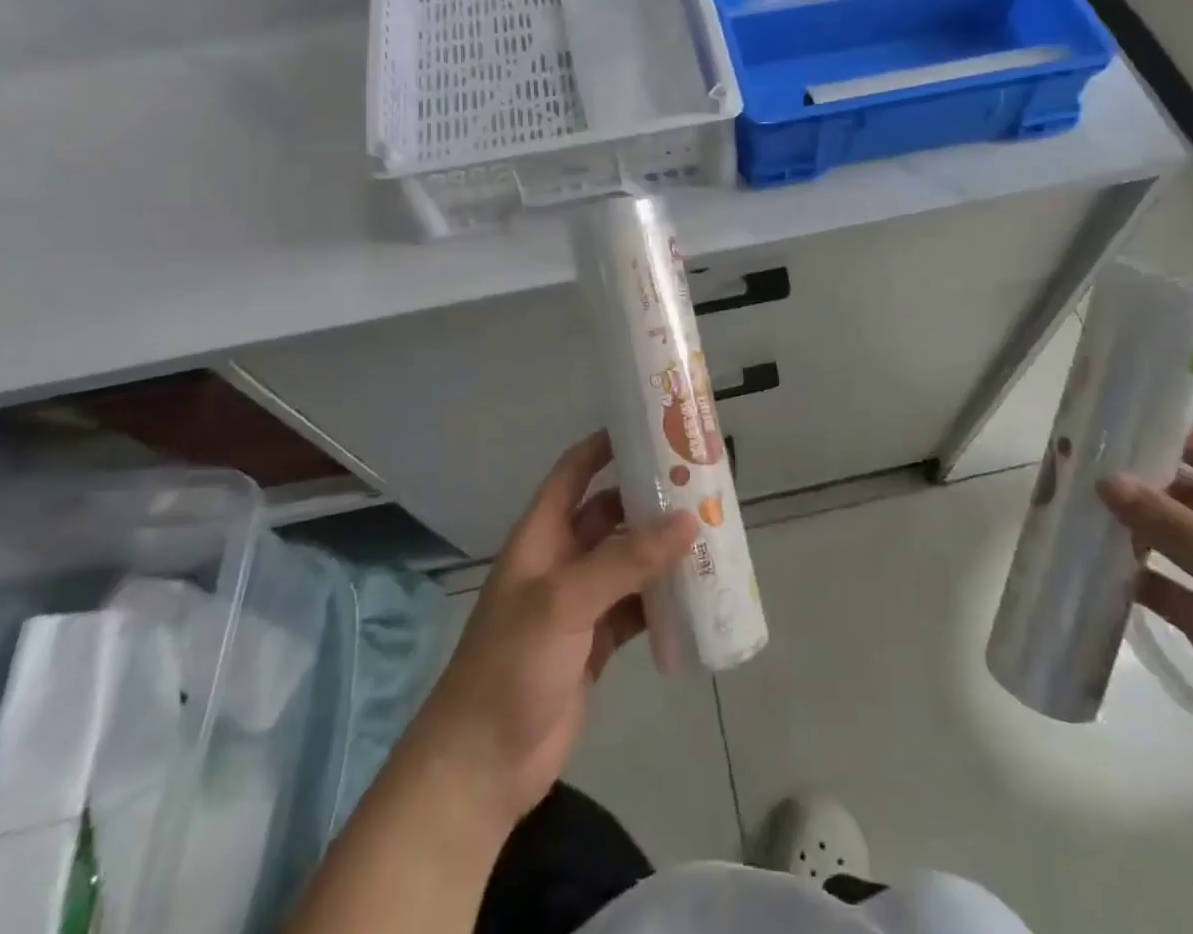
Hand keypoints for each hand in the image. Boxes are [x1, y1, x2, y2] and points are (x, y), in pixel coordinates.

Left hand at [400, 432, 697, 832]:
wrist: (483, 765)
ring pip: (628, 562)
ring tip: (709, 533)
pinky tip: (697, 595)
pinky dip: (662, 601)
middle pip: (609, 514)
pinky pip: (636, 608)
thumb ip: (626, 561)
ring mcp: (579, 603)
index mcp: (541, 536)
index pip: (573, 472)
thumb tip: (688, 521)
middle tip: (698, 485)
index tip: (650, 428)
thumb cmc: (512, 664)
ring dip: (661, 551)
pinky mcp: (595, 643)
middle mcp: (561, 560)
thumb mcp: (565, 601)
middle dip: (648, 499)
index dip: (605, 446)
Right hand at [1099, 429, 1192, 824]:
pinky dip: (1127, 573)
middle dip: (1136, 483)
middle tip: (1075, 468)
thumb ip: (1178, 527)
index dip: (1170, 436)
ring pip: (1167, 540)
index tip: (1109, 422)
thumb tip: (1107, 479)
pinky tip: (1088, 565)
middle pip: (1186, 498)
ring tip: (1071, 508)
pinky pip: (1159, 585)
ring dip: (1127, 526)